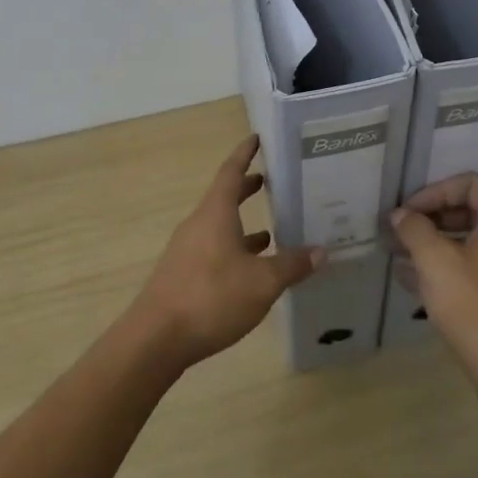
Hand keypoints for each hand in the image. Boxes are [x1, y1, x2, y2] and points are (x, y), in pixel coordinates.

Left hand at [130, 135, 323, 370]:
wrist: (156, 339)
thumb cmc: (211, 298)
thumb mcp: (262, 282)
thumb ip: (292, 265)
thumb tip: (321, 251)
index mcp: (215, 214)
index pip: (230, 172)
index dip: (244, 153)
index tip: (256, 138)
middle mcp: (199, 225)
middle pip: (224, 198)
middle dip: (246, 188)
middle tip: (270, 181)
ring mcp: (187, 251)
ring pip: (219, 227)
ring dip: (243, 225)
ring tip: (272, 231)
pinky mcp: (183, 276)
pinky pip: (214, 251)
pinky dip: (234, 251)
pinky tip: (251, 271)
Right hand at [390, 173, 477, 394]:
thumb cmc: (475, 308)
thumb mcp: (436, 262)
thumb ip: (415, 230)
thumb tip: (401, 215)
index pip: (469, 184)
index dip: (434, 191)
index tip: (407, 213)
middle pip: (469, 212)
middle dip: (430, 220)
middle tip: (399, 233)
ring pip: (469, 244)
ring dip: (433, 246)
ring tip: (398, 257)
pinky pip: (474, 270)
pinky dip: (446, 270)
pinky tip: (412, 282)